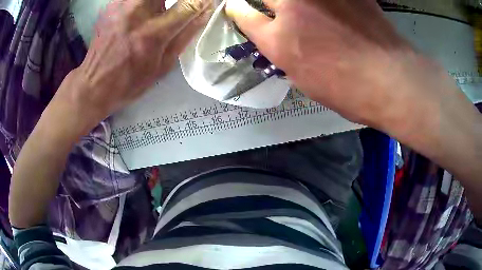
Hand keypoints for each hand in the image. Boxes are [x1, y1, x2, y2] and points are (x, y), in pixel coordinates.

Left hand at [54, 0, 211, 134]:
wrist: (94, 84)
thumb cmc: (130, 81)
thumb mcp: (163, 65)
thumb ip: (186, 34)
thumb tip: (205, 11)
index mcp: (153, 33)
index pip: (191, 3)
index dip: (202, 1)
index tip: (205, 3)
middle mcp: (137, 12)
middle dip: (179, 1)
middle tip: (178, 9)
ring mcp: (122, 4)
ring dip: (160, 3)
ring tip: (157, 15)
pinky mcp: (112, 3)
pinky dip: (143, 4)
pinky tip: (140, 13)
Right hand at [225, 0, 451, 129]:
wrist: (391, 80)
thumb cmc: (348, 91)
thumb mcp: (305, 78)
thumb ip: (284, 50)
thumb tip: (277, 35)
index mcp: (280, 40)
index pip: (243, 15)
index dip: (238, 10)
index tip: (239, 8)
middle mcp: (292, 9)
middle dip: (263, 2)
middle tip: (277, 10)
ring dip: (293, 3)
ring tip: (306, 12)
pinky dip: (324, 2)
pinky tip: (330, 9)